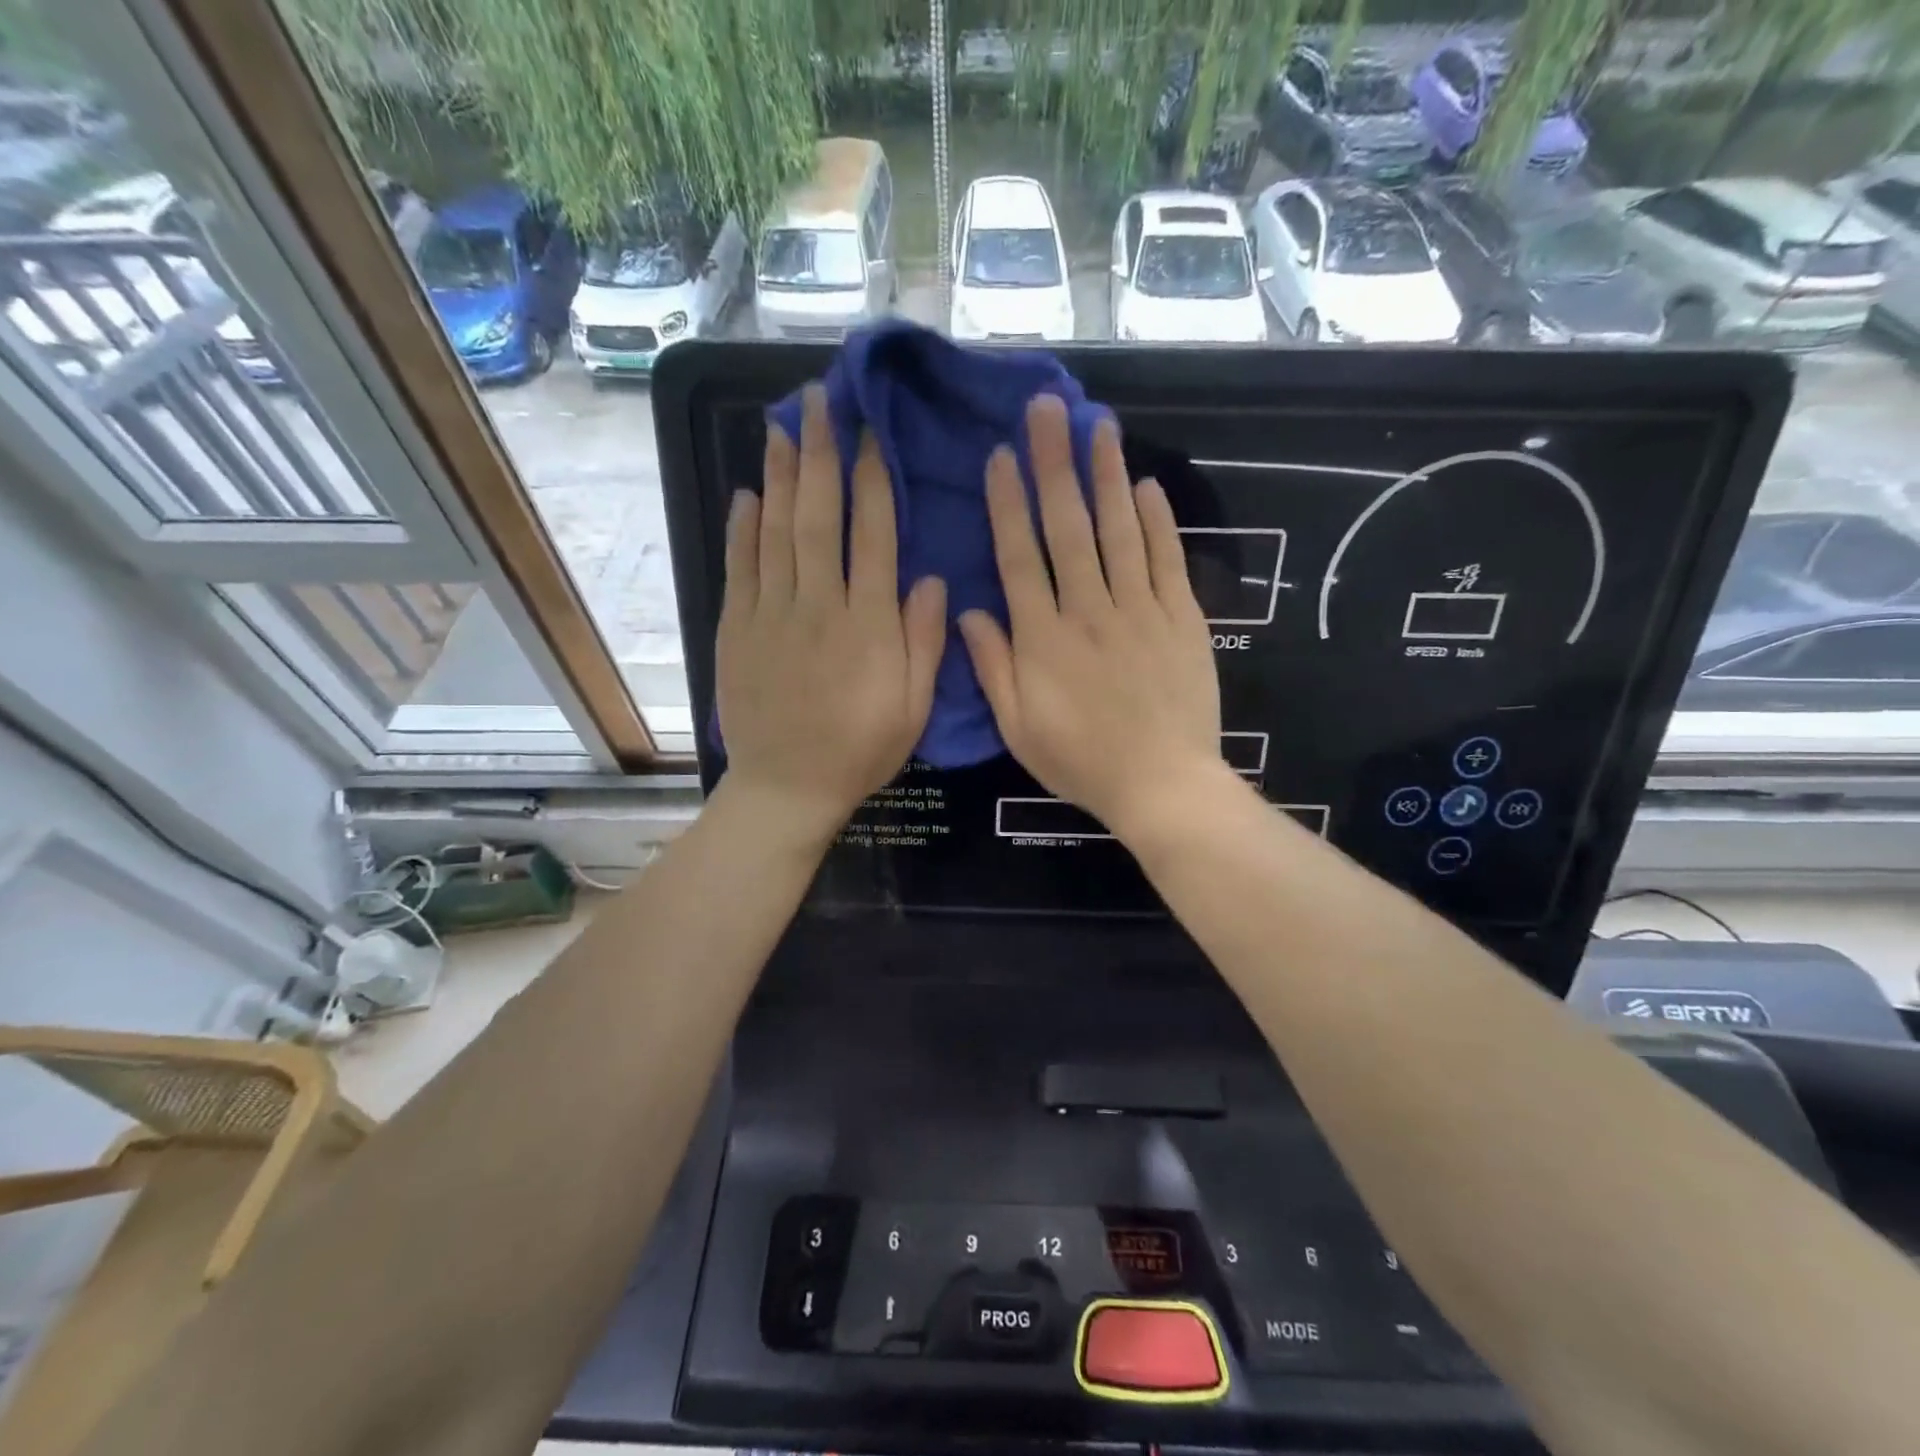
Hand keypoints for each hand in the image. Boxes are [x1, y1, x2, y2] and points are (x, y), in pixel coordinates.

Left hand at [717, 384, 946, 843]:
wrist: (787, 786)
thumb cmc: (860, 749)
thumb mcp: (913, 707)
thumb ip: (923, 641)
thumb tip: (930, 577)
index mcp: (868, 624)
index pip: (873, 535)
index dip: (873, 479)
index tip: (872, 433)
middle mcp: (818, 606)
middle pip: (818, 517)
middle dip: (821, 454)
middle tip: (819, 401)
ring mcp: (770, 615)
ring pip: (775, 532)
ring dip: (780, 475)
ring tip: (783, 426)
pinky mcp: (736, 630)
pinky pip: (739, 568)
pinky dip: (742, 528)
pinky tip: (748, 493)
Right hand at [958, 395, 1223, 839]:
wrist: (1162, 784)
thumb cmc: (1081, 761)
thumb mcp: (1019, 727)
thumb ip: (992, 667)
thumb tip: (968, 611)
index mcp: (1043, 638)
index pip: (1019, 557)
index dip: (1007, 504)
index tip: (1000, 456)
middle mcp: (1088, 610)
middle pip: (1068, 527)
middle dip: (1054, 463)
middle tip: (1047, 408)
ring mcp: (1140, 611)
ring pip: (1119, 531)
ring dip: (1107, 476)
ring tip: (1098, 425)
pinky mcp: (1181, 620)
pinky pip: (1167, 561)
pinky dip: (1158, 523)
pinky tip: (1147, 486)